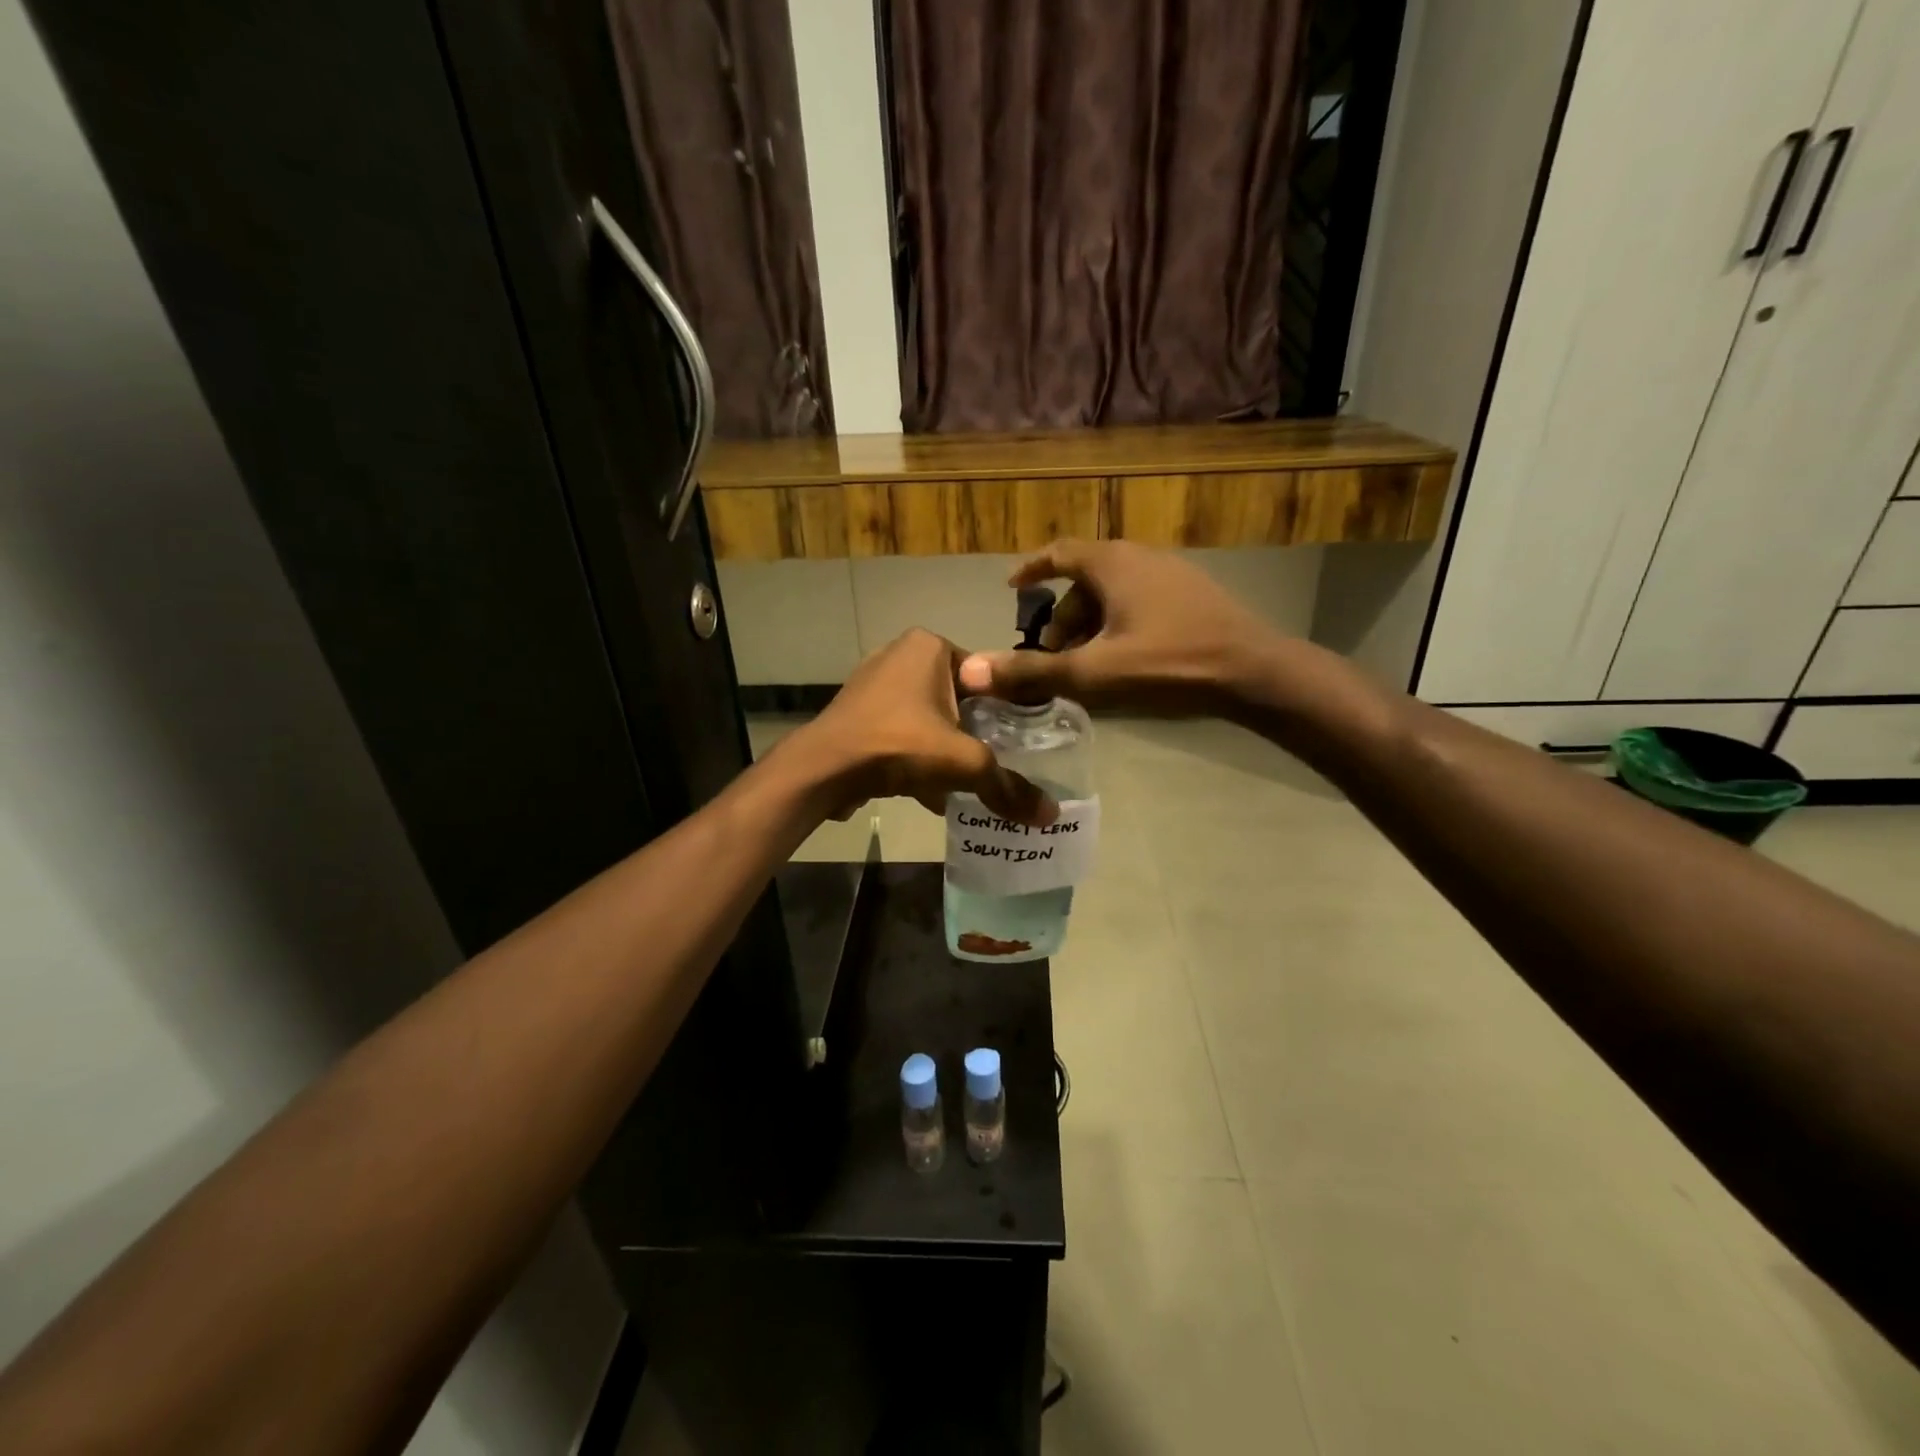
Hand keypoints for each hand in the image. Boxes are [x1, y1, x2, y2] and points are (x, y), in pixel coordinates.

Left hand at [787, 629, 1055, 825]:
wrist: (823, 770)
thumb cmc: (899, 746)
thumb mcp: (964, 764)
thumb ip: (1008, 787)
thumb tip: (1049, 815)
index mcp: (930, 646)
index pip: (986, 675)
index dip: (1007, 710)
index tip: (1021, 743)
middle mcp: (900, 654)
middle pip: (957, 699)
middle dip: (974, 734)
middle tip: (996, 764)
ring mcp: (873, 683)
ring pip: (928, 718)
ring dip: (945, 750)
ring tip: (966, 783)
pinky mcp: (857, 713)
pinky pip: (901, 733)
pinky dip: (916, 758)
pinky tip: (930, 794)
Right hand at [957, 540, 1279, 712]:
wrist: (1256, 673)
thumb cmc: (1169, 665)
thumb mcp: (1093, 674)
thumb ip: (1032, 672)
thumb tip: (970, 671)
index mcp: (1113, 564)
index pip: (1059, 553)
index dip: (1032, 569)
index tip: (1013, 589)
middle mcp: (1141, 558)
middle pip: (1086, 577)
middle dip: (1062, 613)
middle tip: (1051, 652)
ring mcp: (1173, 574)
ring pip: (1115, 592)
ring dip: (1090, 623)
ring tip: (1085, 663)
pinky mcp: (1195, 597)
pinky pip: (1140, 601)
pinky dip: (1118, 623)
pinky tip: (1124, 659)